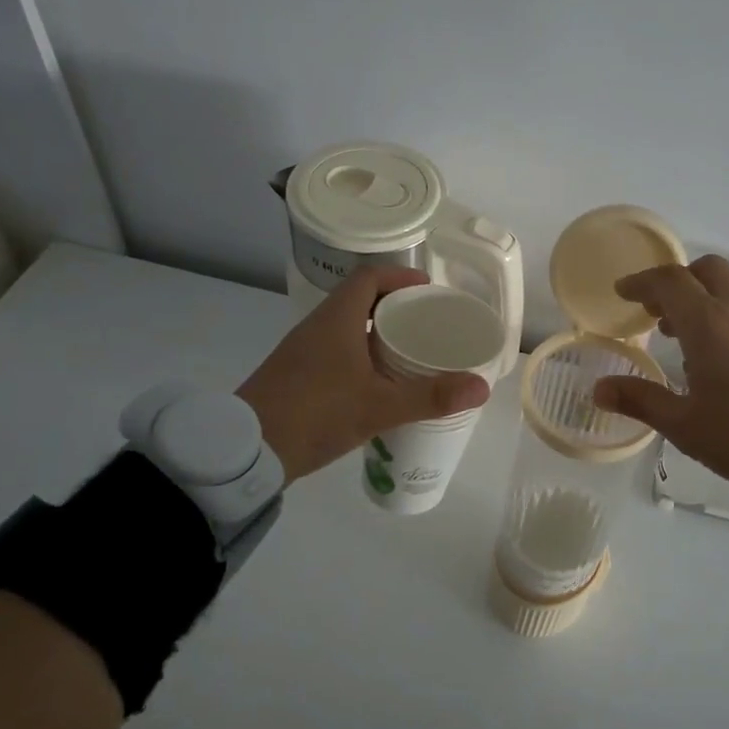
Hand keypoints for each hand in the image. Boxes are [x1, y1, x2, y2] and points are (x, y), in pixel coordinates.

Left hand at [239, 267, 489, 481]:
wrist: (247, 452)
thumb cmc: (315, 414)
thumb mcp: (380, 407)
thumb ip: (431, 396)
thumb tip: (481, 387)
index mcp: (337, 320)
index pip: (369, 278)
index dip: (400, 276)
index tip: (428, 290)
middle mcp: (317, 327)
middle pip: (360, 300)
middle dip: (395, 306)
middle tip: (427, 324)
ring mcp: (303, 352)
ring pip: (347, 328)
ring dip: (378, 332)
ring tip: (410, 352)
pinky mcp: (296, 375)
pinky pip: (336, 351)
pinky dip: (361, 355)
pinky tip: (378, 383)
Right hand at [592, 254, 728, 494]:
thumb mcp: (683, 424)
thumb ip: (640, 400)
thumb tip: (599, 389)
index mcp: (708, 326)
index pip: (670, 282)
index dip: (641, 282)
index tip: (621, 293)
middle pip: (706, 270)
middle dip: (676, 280)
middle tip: (654, 310)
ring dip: (698, 296)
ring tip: (675, 332)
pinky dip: (718, 314)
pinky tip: (710, 354)